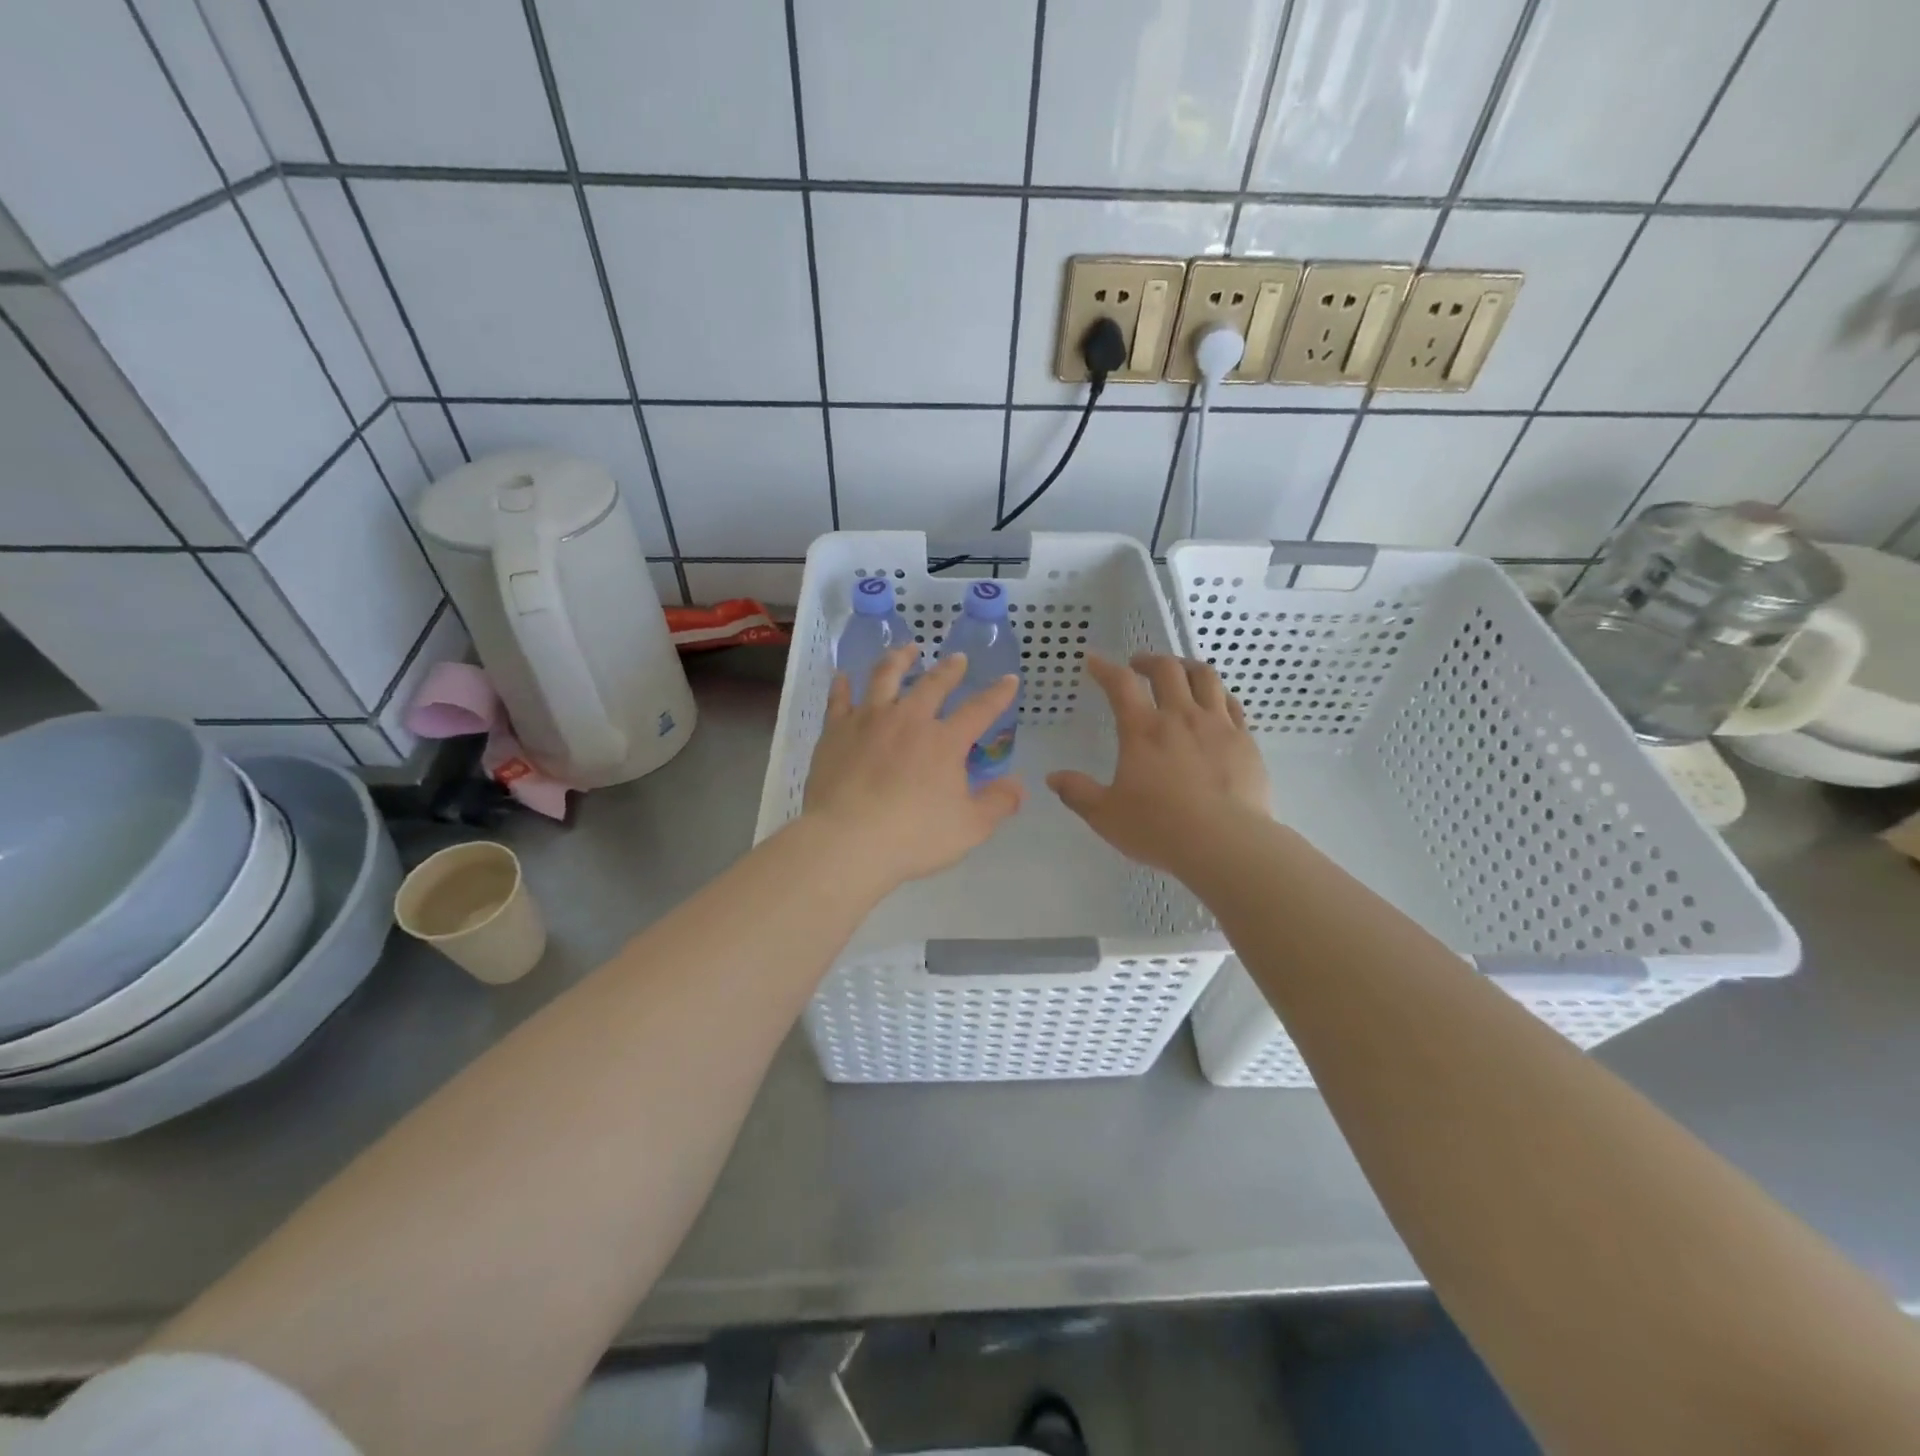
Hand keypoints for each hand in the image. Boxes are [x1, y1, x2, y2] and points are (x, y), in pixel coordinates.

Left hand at [802, 645, 1024, 887]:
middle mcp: (909, 719)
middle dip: (950, 669)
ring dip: (900, 659)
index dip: (997, 694)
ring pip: (885, 677)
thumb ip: (998, 803)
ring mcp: (869, 720)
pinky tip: (843, 676)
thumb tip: (1020, 785)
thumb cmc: (913, 836)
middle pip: (933, 684)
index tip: (1009, 679)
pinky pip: (840, 699)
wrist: (848, 840)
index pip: (979, 709)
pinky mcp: (836, 731)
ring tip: (908, 649)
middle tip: (958, 659)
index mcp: (945, 741)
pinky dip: (843, 685)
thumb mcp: (970, 828)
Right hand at [1048, 653, 1268, 875]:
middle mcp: (1181, 717)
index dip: (1104, 668)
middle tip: (1138, 665)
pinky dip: (1218, 694)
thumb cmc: (1159, 828)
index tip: (1093, 660)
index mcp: (1143, 731)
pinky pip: (1232, 704)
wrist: (1225, 843)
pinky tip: (1215, 702)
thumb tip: (1053, 778)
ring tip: (1179, 672)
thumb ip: (1078, 793)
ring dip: (1187, 667)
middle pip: (1167, 669)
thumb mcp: (1106, 815)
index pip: (1120, 684)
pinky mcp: (1245, 741)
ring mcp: (1217, 725)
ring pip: (1205, 677)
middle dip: (1149, 660)